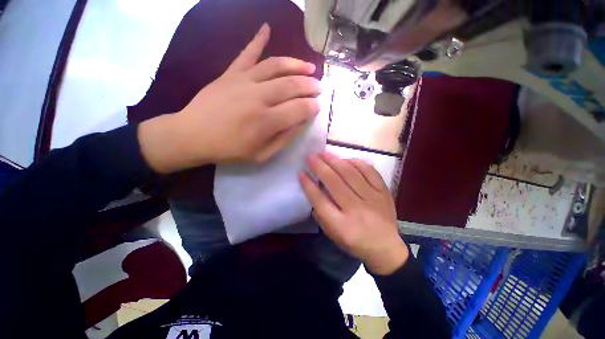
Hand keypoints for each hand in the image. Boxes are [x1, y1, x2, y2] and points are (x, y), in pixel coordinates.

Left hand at [139, 23, 320, 172]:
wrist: (192, 135)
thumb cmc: (230, 150)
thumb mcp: (261, 155)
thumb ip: (284, 139)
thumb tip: (301, 123)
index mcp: (266, 121)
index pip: (299, 109)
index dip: (312, 107)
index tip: (318, 107)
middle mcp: (258, 97)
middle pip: (291, 86)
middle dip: (310, 86)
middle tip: (318, 87)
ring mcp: (243, 81)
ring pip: (276, 67)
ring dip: (296, 65)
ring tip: (309, 67)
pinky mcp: (230, 74)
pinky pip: (246, 54)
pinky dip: (257, 39)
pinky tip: (266, 28)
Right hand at [299, 152, 408, 274]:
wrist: (386, 248)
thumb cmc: (354, 242)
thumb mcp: (332, 233)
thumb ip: (321, 212)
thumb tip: (314, 188)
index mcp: (342, 225)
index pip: (320, 200)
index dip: (308, 185)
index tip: (301, 172)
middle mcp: (356, 210)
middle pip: (334, 183)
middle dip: (319, 167)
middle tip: (310, 156)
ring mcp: (372, 199)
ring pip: (351, 174)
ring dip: (335, 161)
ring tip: (324, 153)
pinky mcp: (384, 192)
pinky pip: (370, 172)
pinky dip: (356, 163)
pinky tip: (346, 159)